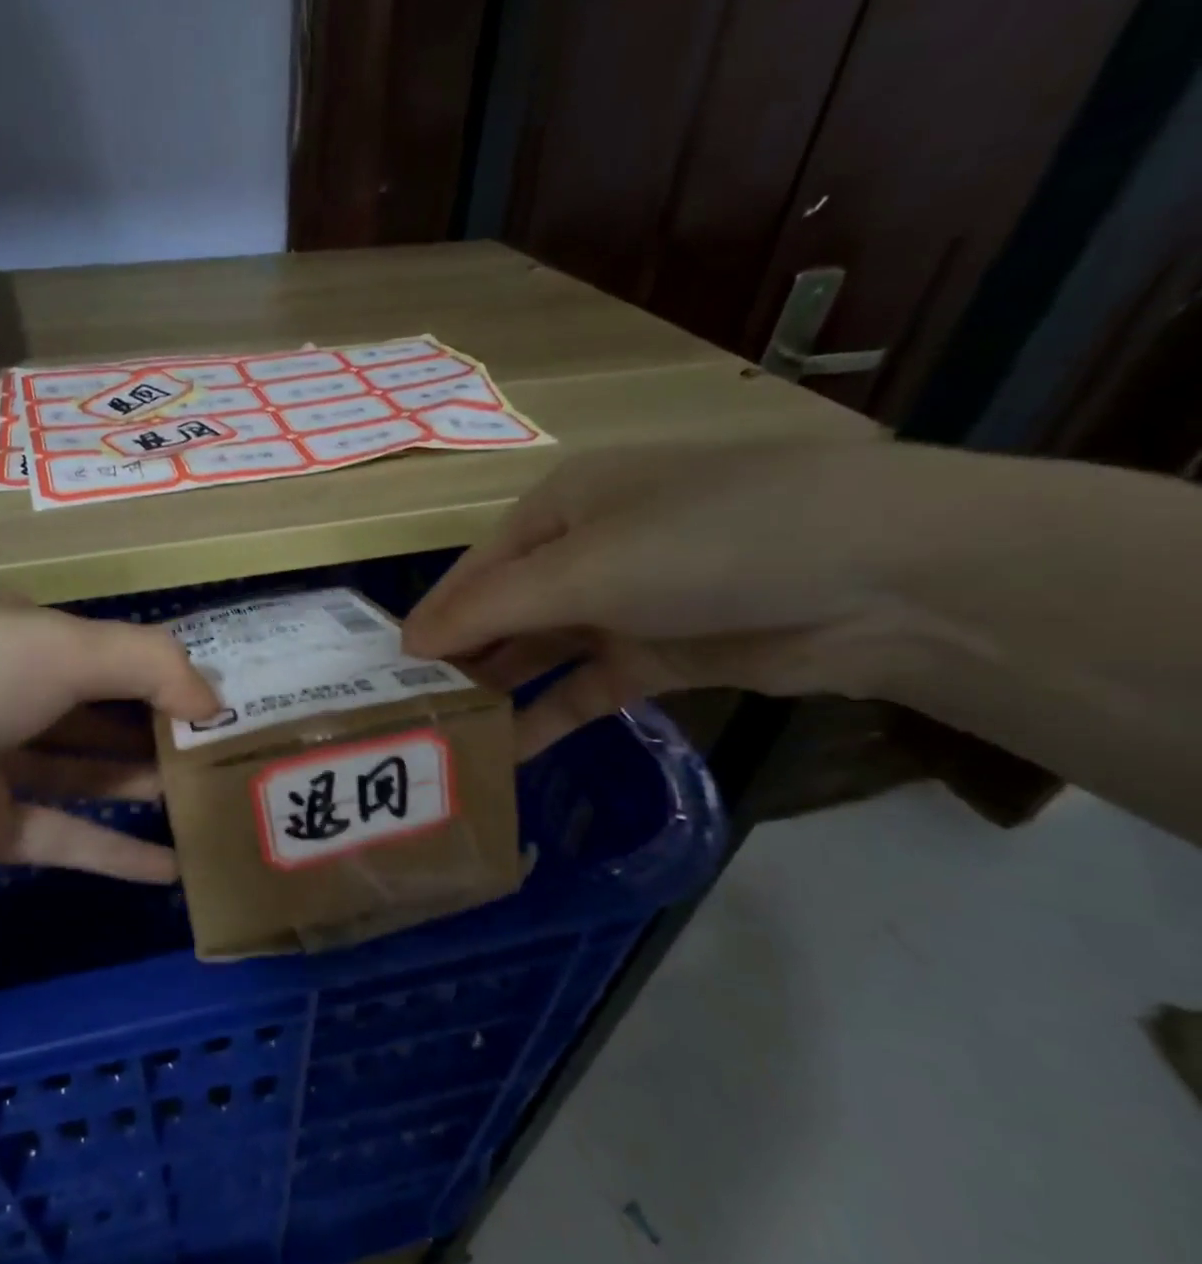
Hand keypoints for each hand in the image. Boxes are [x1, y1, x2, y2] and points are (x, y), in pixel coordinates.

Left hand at [0, 604, 217, 1195]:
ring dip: (147, 791)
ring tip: (217, 812)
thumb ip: (146, 664)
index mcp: (16, 633)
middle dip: (169, 734)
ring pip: (85, 775)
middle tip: (240, 764)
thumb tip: (215, 701)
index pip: (114, 651)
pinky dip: (111, 854)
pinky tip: (169, 873)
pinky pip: (57, 838)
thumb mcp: (48, 646)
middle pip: (103, 712)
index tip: (238, 705)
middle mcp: (1, 692)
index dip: (175, 675)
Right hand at [401, 439, 930, 756]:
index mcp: (558, 508)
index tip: (383, 679)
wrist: (879, 578)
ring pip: (542, 653)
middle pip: (503, 612)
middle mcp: (585, 549)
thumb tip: (407, 644)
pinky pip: (586, 687)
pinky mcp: (662, 652)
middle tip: (409, 719)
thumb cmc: (704, 545)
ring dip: (501, 693)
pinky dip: (551, 717)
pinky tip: (511, 755)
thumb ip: (488, 610)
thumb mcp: (581, 569)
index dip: (431, 623)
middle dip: (459, 662)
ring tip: (449, 742)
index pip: (473, 572)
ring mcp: (626, 602)